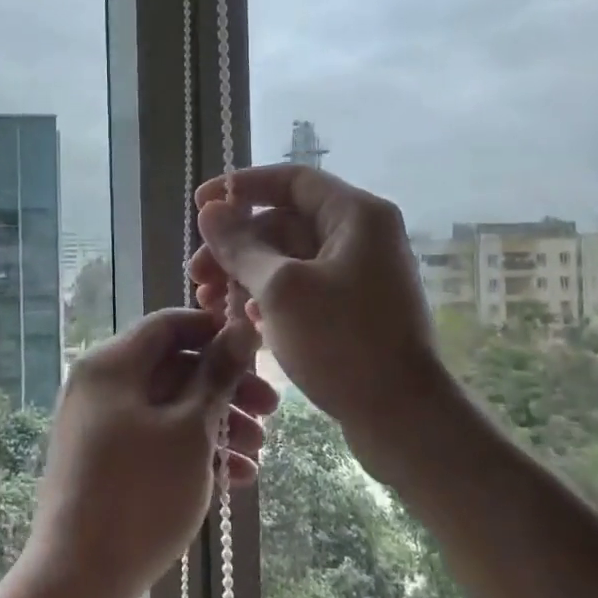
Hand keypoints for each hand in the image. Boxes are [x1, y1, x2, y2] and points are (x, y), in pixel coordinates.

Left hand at [22, 309, 276, 597]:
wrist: (79, 579)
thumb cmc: (140, 494)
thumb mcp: (190, 429)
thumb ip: (217, 375)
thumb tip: (241, 328)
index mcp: (111, 365)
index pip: (168, 324)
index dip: (216, 332)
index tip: (258, 353)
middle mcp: (100, 387)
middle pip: (172, 368)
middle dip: (226, 389)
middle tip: (271, 412)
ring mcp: (99, 427)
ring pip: (168, 409)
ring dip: (217, 425)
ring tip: (259, 455)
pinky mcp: (104, 464)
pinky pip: (155, 441)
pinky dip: (193, 452)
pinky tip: (235, 480)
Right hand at [191, 165, 447, 472]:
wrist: (401, 416)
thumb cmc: (342, 342)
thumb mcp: (281, 290)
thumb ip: (241, 246)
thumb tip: (211, 211)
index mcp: (356, 216)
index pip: (292, 180)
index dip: (242, 187)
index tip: (200, 206)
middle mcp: (361, 237)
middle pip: (286, 223)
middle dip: (236, 246)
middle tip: (196, 274)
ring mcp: (358, 276)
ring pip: (289, 261)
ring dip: (245, 276)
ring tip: (208, 303)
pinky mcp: (352, 312)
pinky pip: (302, 291)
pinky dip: (269, 300)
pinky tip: (241, 322)